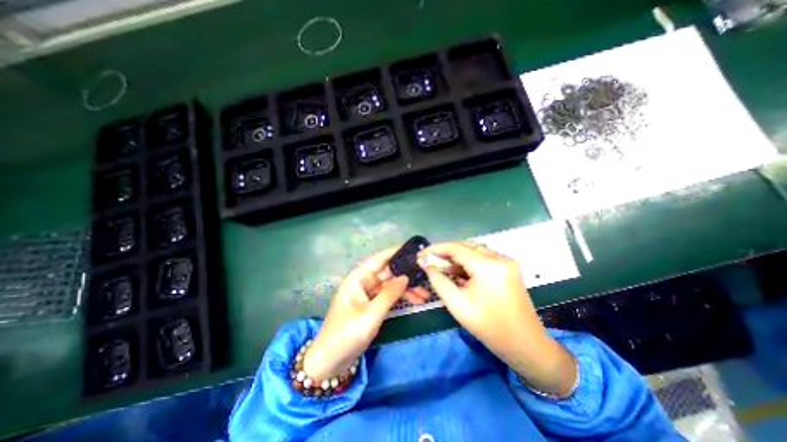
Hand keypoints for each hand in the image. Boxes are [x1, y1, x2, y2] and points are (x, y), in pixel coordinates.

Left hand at [304, 246, 429, 380]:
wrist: (330, 363)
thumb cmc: (346, 334)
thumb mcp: (371, 314)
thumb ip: (389, 294)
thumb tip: (406, 277)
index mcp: (358, 278)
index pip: (379, 259)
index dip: (395, 252)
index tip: (413, 249)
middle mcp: (363, 282)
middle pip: (388, 273)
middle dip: (406, 274)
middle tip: (426, 275)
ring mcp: (368, 295)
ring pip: (391, 285)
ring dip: (407, 288)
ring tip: (425, 294)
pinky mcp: (372, 306)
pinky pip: (389, 297)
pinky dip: (401, 298)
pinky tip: (415, 300)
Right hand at [417, 241, 576, 397]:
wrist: (526, 345)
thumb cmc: (490, 329)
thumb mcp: (458, 305)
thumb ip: (439, 281)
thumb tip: (427, 265)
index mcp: (488, 266)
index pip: (456, 248)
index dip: (436, 249)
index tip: (421, 255)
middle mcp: (499, 257)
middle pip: (465, 246)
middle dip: (445, 253)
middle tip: (429, 262)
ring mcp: (506, 261)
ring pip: (473, 251)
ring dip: (456, 258)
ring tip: (441, 268)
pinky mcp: (508, 267)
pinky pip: (482, 258)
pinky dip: (467, 263)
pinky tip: (457, 273)